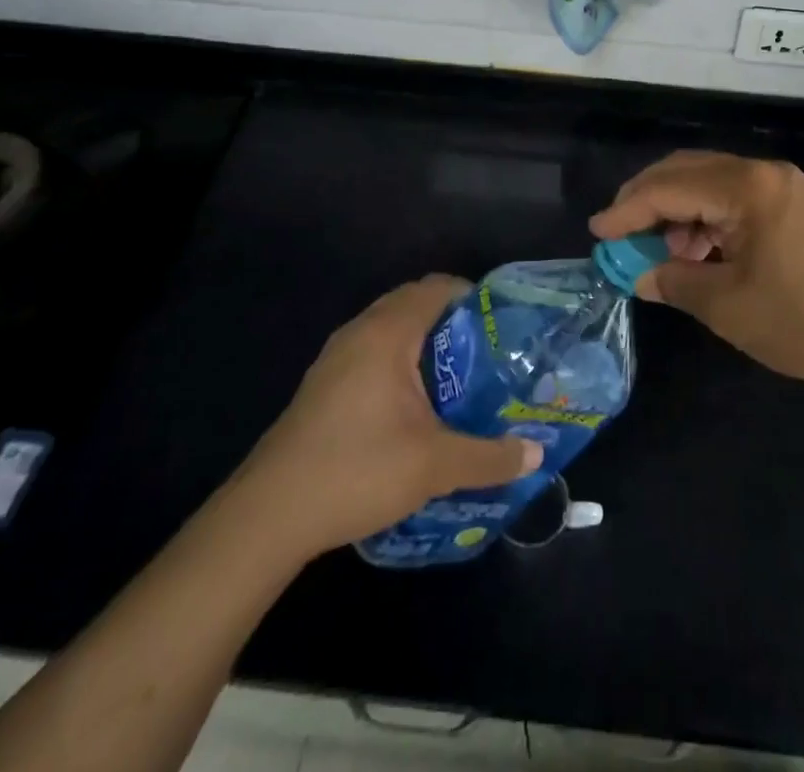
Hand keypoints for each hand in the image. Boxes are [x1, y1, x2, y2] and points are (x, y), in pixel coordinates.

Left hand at [243, 276, 542, 555]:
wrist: (267, 516)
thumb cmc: (356, 470)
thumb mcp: (434, 466)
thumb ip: (490, 457)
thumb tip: (536, 454)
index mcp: (388, 332)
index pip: (437, 287)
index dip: (473, 297)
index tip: (502, 326)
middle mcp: (360, 331)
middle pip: (414, 303)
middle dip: (453, 322)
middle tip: (488, 354)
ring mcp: (336, 357)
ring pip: (391, 329)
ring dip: (424, 344)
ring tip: (459, 380)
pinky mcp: (323, 385)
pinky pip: (372, 352)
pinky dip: (399, 362)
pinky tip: (414, 407)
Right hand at [590, 151, 803, 398]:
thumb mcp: (730, 307)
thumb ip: (676, 282)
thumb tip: (639, 274)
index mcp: (746, 187)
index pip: (669, 188)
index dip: (627, 211)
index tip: (597, 233)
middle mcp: (765, 174)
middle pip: (690, 172)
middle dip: (649, 200)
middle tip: (620, 233)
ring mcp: (788, 189)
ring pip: (714, 186)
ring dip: (681, 212)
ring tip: (664, 254)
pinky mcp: (802, 209)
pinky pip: (740, 202)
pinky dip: (711, 222)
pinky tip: (704, 254)